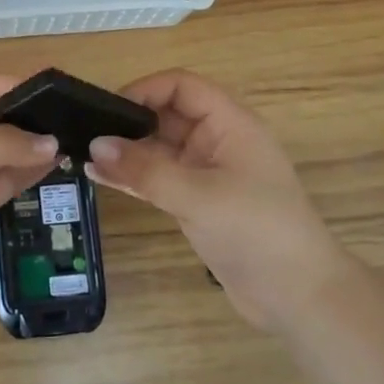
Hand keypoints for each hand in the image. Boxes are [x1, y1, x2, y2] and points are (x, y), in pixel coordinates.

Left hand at [0, 66, 57, 301]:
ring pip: (2, 146)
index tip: (41, 89)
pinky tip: (56, 161)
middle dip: (22, 111)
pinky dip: (28, 169)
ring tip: (71, 135)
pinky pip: (5, 176)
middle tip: (66, 111)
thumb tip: (52, 142)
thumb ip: (2, 144)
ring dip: (30, 142)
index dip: (1, 81)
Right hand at [85, 69, 343, 331]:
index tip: (107, 109)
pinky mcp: (199, 202)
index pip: (181, 86)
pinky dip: (133, 176)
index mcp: (230, 123)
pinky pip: (160, 178)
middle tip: (85, 133)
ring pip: (159, 149)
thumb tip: (94, 146)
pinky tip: (101, 177)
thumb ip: (145, 170)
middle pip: (167, 115)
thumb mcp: (198, 196)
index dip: (145, 90)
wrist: (299, 296)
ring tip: (84, 155)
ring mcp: (208, 173)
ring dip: (126, 151)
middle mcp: (218, 141)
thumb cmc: (257, 231)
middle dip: (129, 121)